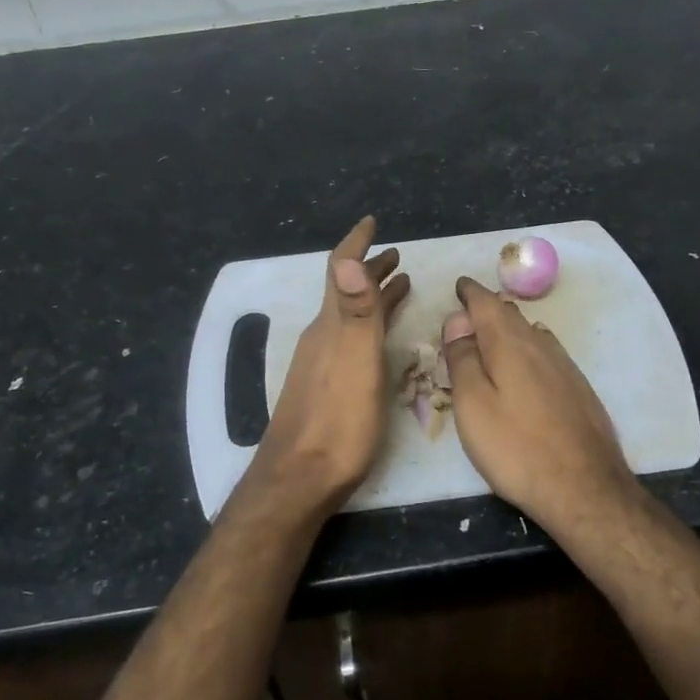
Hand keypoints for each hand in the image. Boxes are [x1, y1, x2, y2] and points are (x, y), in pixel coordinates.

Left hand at [244, 217, 409, 515]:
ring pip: (351, 317)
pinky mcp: (327, 386)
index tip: (371, 221)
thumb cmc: (337, 421)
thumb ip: (355, 312)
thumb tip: (349, 257)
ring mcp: (322, 363)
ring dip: (373, 297)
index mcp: (331, 326)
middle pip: (347, 292)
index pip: (342, 272)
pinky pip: (352, 340)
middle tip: (397, 254)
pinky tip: (378, 339)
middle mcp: (323, 337)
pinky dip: (371, 325)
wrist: (299, 478)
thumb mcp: (354, 363)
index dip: (356, 243)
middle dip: (371, 269)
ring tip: (399, 285)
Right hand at [442, 277, 638, 530]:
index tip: (459, 287)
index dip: (470, 293)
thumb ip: (462, 359)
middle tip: (470, 311)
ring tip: (494, 335)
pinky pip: (547, 353)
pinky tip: (528, 365)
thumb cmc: (516, 448)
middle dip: (489, 308)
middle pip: (511, 315)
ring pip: (532, 333)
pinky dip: (529, 348)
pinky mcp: (579, 389)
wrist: (584, 488)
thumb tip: (457, 321)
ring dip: (510, 328)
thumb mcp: (473, 405)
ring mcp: (565, 366)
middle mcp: (541, 345)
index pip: (487, 303)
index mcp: (510, 344)